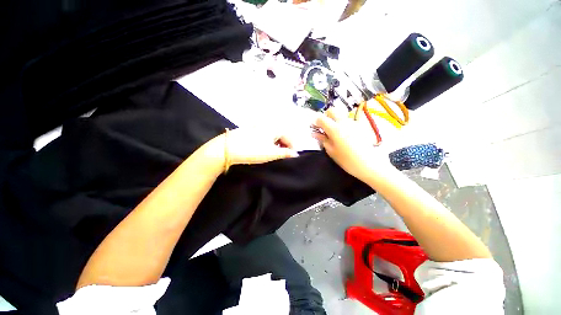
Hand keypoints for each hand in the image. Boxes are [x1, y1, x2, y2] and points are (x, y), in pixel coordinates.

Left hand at [224, 128, 298, 165]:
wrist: (227, 149)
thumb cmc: (252, 150)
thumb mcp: (271, 153)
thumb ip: (285, 153)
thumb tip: (295, 154)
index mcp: (273, 128)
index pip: (288, 135)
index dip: (292, 145)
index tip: (292, 155)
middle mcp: (266, 125)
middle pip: (280, 134)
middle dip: (284, 144)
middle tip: (284, 154)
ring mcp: (256, 127)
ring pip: (271, 134)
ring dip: (276, 143)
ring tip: (275, 153)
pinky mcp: (249, 130)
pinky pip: (263, 135)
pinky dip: (267, 141)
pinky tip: (264, 148)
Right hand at [312, 108, 391, 181]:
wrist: (370, 165)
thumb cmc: (347, 160)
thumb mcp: (331, 151)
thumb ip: (323, 140)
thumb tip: (315, 133)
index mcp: (335, 129)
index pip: (322, 118)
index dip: (316, 121)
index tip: (314, 126)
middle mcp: (344, 122)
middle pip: (333, 111)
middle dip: (326, 116)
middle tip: (324, 127)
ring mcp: (354, 123)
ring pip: (341, 115)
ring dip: (335, 120)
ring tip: (334, 133)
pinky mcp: (361, 127)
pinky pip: (349, 121)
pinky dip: (343, 125)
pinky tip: (345, 136)